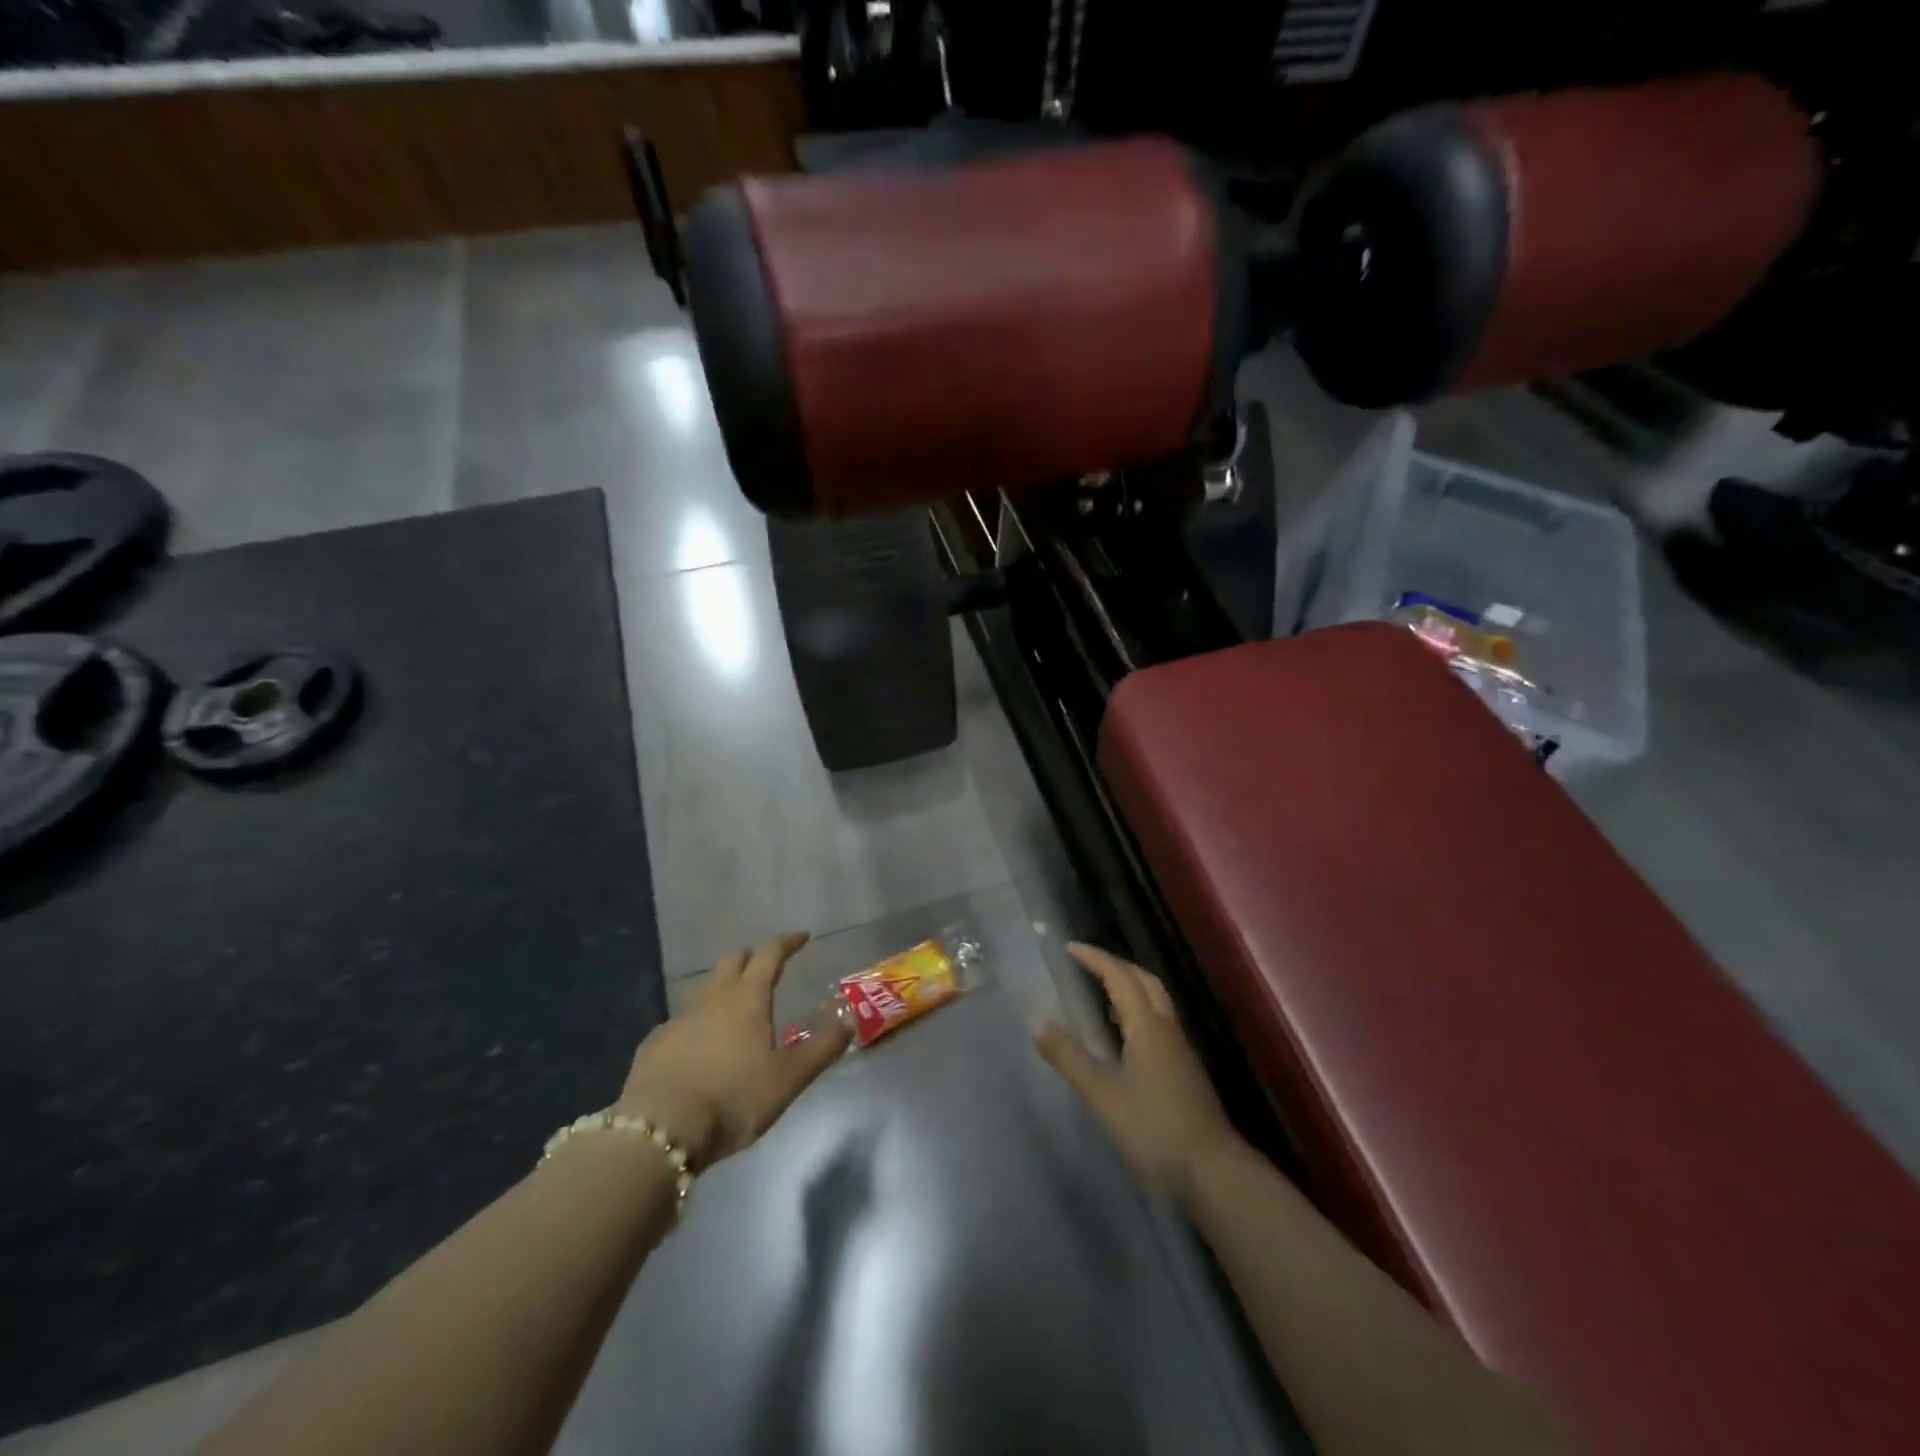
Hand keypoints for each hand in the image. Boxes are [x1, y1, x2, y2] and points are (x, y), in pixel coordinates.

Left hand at [618, 932, 848, 1168]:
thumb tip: (850, 1019)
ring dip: (723, 991)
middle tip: (765, 969)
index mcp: (748, 997)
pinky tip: (698, 1047)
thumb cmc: (734, 1098)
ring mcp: (678, 1019)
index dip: (788, 943)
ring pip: (705, 990)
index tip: (802, 937)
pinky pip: (680, 1022)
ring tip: (735, 1010)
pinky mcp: (654, 1044)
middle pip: (732, 962)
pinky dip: (696, 1025)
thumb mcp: (789, 1078)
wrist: (660, 1129)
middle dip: (751, 960)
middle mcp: (713, 997)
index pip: (771, 954)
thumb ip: (822, 1048)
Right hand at [1036, 942, 1240, 1202]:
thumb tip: (1038, 1023)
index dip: (1095, 958)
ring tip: (1102, 993)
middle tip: (1087, 962)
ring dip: (1130, 987)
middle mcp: (1167, 1028)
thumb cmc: (1154, 1128)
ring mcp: (1180, 1050)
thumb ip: (1070, 1058)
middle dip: (1116, 965)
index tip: (1069, 947)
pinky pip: (1159, 1023)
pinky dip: (1139, 1012)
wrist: (1212, 1172)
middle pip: (1144, 981)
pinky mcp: (1185, 1070)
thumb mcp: (1102, 1094)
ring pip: (1156, 1001)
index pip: (1119, 976)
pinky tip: (1124, 1037)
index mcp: (1147, 1025)